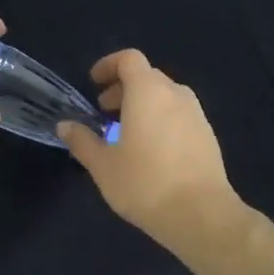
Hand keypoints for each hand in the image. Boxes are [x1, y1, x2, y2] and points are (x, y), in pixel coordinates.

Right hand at [56, 50, 250, 261]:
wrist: (201, 215)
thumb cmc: (145, 183)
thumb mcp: (103, 165)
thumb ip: (82, 141)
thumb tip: (65, 126)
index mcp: (148, 91)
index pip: (129, 59)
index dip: (109, 65)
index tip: (94, 83)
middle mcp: (175, 94)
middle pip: (147, 77)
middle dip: (123, 88)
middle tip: (104, 113)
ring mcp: (196, 114)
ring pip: (165, 97)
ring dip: (143, 105)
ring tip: (126, 134)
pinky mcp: (208, 136)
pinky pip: (179, 115)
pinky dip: (161, 120)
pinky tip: (151, 152)